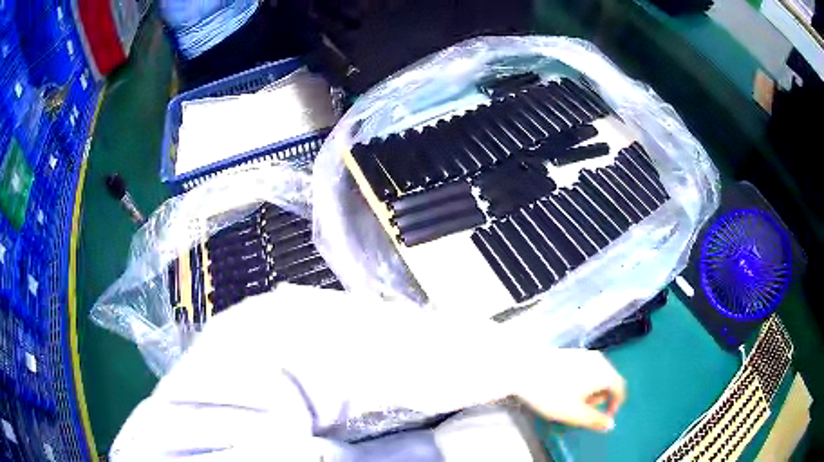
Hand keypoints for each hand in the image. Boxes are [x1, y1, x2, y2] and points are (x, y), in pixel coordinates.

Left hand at [512, 348, 625, 431]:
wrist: (522, 367)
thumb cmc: (551, 392)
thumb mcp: (573, 413)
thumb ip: (594, 420)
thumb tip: (610, 425)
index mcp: (604, 372)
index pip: (620, 388)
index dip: (615, 405)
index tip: (603, 418)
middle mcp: (598, 359)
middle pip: (609, 381)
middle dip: (600, 398)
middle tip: (583, 411)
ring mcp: (584, 354)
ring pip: (596, 375)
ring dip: (590, 391)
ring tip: (571, 402)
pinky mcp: (571, 353)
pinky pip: (585, 369)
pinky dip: (582, 381)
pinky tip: (564, 389)